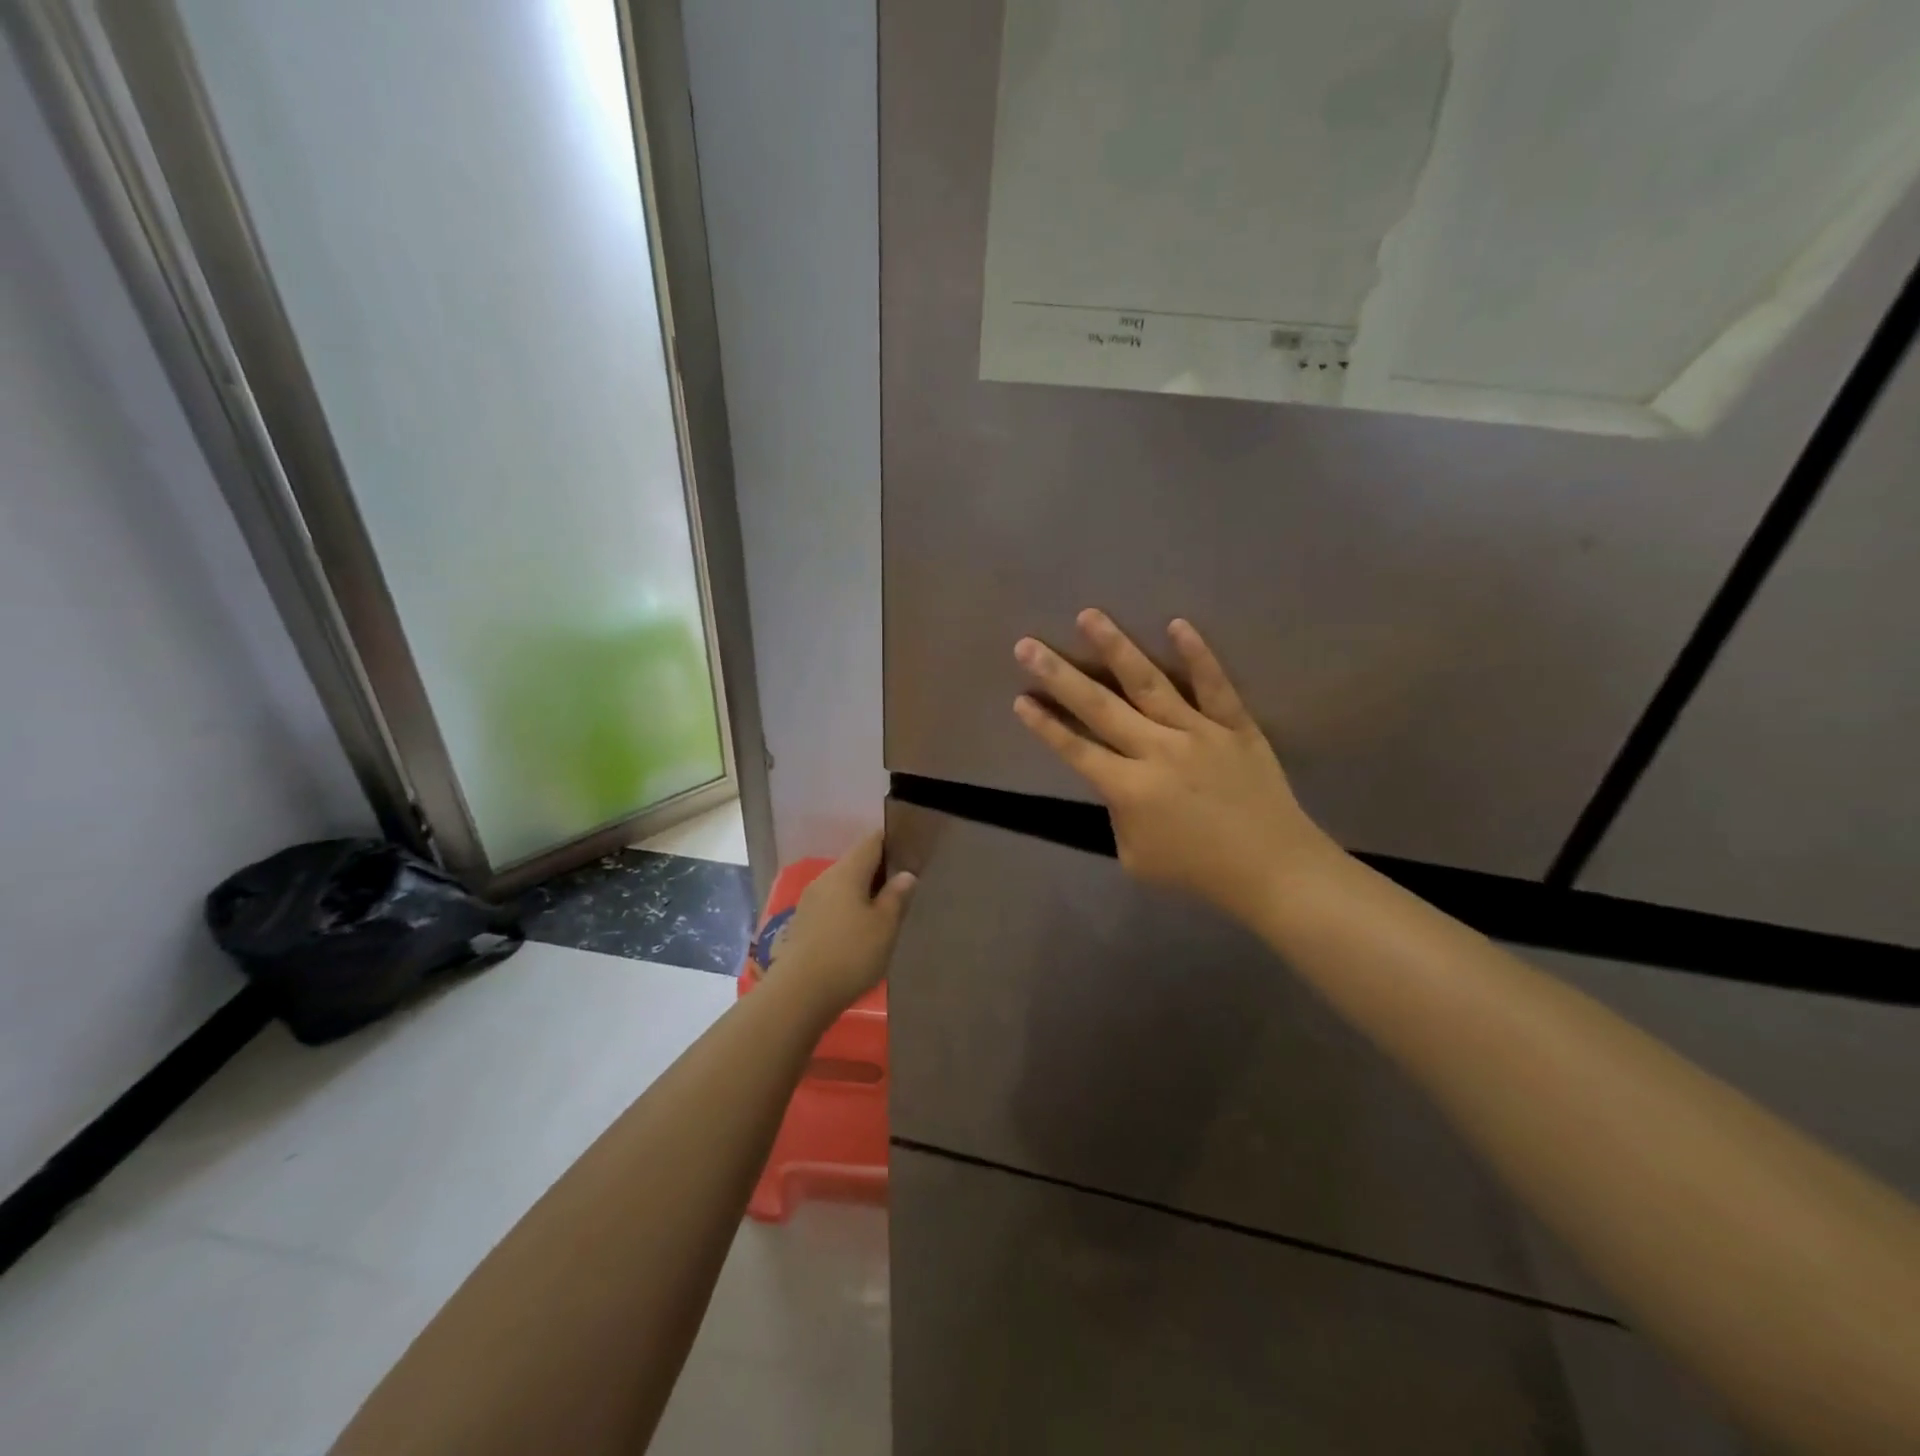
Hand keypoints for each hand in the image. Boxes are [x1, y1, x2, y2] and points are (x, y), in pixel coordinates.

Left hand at [766, 830, 915, 1013]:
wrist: (799, 994)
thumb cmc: (850, 954)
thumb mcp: (884, 926)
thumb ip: (896, 896)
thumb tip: (906, 874)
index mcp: (847, 871)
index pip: (872, 842)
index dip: (892, 843)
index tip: (911, 853)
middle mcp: (825, 878)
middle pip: (856, 863)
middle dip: (879, 871)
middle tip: (904, 888)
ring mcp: (810, 901)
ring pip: (843, 885)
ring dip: (863, 893)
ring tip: (885, 911)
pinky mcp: (802, 923)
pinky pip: (832, 905)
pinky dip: (848, 909)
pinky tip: (860, 931)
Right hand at [1013, 610, 1340, 925]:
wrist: (1273, 870)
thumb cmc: (1198, 871)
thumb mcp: (1137, 858)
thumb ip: (1118, 816)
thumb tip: (1119, 782)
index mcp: (1130, 790)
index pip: (1076, 750)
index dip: (1045, 725)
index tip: (1020, 698)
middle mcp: (1157, 752)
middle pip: (1099, 707)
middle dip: (1059, 675)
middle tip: (1028, 645)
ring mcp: (1198, 733)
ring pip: (1149, 684)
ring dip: (1115, 649)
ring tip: (1089, 616)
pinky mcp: (1236, 726)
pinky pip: (1214, 686)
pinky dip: (1197, 655)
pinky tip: (1177, 624)